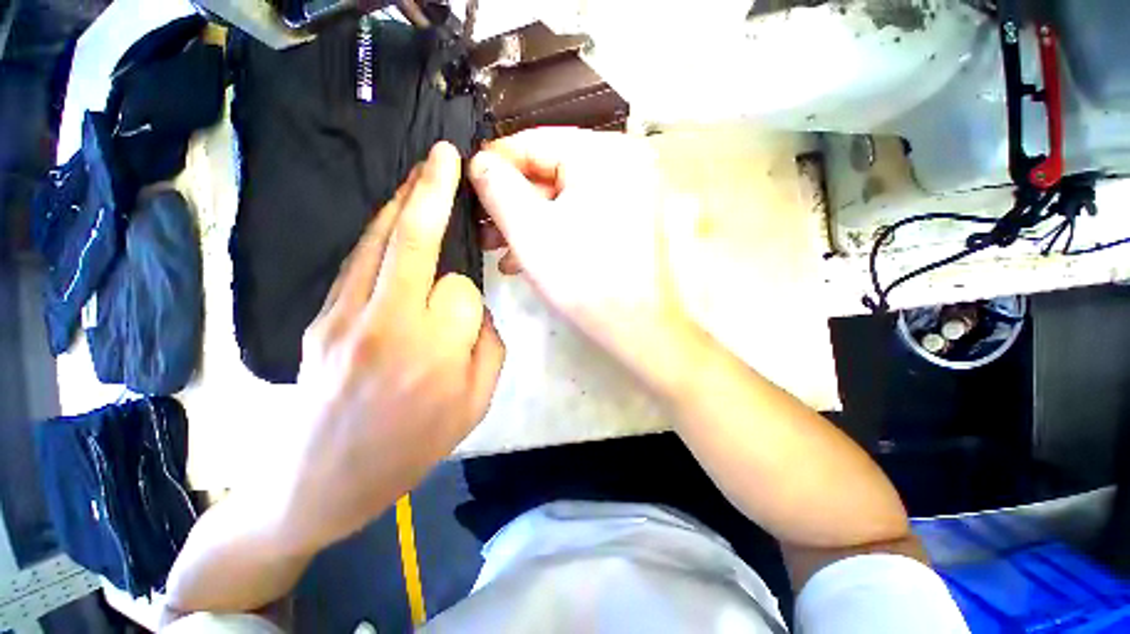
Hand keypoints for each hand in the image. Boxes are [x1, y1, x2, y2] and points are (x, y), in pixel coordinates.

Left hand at [271, 142, 504, 552]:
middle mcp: (386, 323)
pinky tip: (394, 216)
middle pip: (413, 240)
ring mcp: (343, 315)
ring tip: (422, 171)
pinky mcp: (321, 316)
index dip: (470, 299)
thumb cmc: (409, 450)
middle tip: (445, 156)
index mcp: (432, 352)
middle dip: (433, 192)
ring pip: (380, 240)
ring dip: (404, 201)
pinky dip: (381, 230)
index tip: (466, 319)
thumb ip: (486, 346)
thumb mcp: (475, 405)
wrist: (321, 482)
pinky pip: (358, 260)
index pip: (461, 291)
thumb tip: (471, 308)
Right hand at [469, 128, 689, 381]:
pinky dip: (552, 232)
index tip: (466, 185)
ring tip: (497, 248)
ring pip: (562, 198)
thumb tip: (480, 161)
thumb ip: (496, 186)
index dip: (493, 162)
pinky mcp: (627, 221)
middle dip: (510, 203)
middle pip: (548, 172)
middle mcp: (621, 164)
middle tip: (480, 226)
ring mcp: (628, 194)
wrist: (635, 326)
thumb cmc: (580, 276)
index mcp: (601, 153)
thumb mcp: (527, 229)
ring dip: (527, 222)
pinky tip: (525, 256)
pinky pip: (580, 216)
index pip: (532, 141)